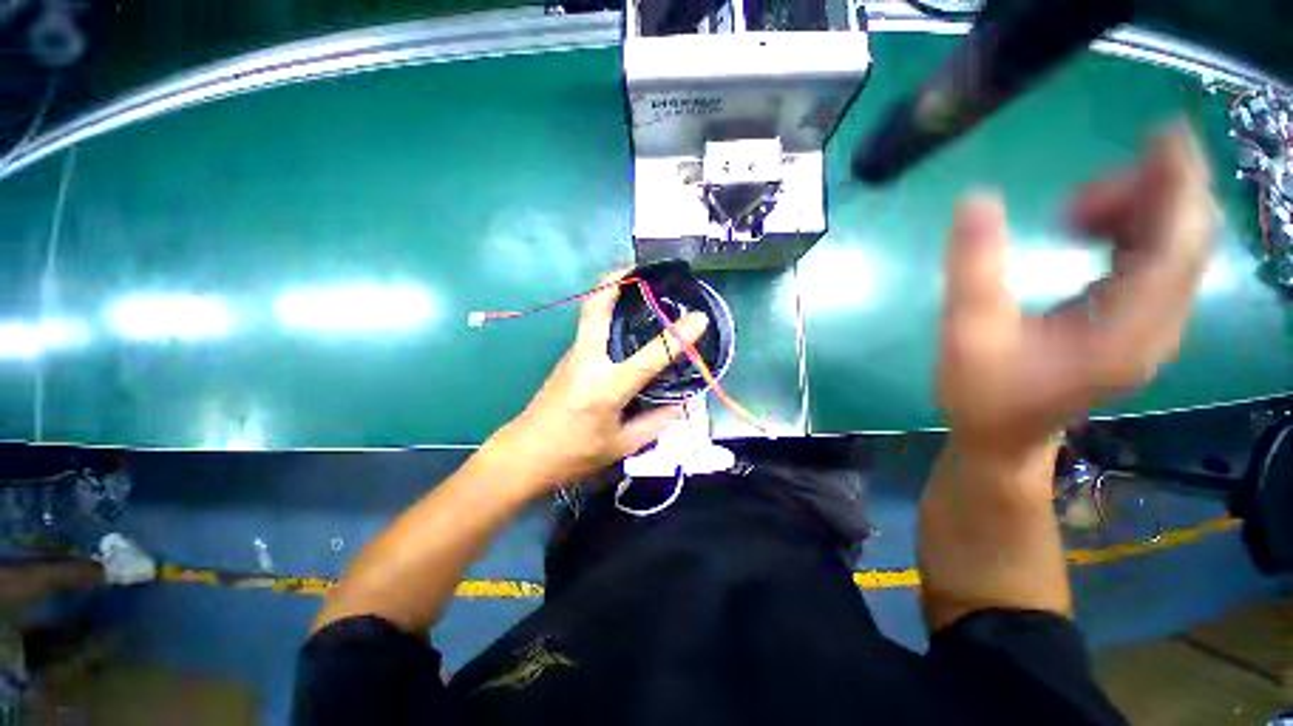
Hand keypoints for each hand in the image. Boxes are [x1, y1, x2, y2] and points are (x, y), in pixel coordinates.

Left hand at [484, 271, 708, 493]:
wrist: (525, 453)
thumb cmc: (574, 454)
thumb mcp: (622, 446)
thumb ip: (656, 422)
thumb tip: (680, 403)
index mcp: (607, 388)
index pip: (649, 357)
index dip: (678, 337)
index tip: (699, 318)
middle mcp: (588, 361)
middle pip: (596, 308)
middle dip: (615, 280)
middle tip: (638, 266)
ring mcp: (573, 355)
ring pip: (590, 313)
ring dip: (609, 291)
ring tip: (635, 283)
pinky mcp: (567, 357)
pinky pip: (589, 327)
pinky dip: (604, 310)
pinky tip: (623, 316)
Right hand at [938, 122, 1216, 461]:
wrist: (1002, 438)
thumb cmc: (982, 395)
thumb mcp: (966, 334)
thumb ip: (973, 270)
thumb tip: (976, 201)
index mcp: (1126, 332)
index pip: (1179, 245)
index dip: (1178, 185)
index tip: (1163, 134)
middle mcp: (1155, 325)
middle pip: (1186, 237)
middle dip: (1147, 195)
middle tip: (1075, 198)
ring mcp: (1150, 324)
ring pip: (1173, 243)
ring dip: (1134, 211)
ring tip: (1070, 215)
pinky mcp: (1135, 321)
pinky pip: (1154, 258)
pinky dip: (1129, 230)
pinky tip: (1085, 231)